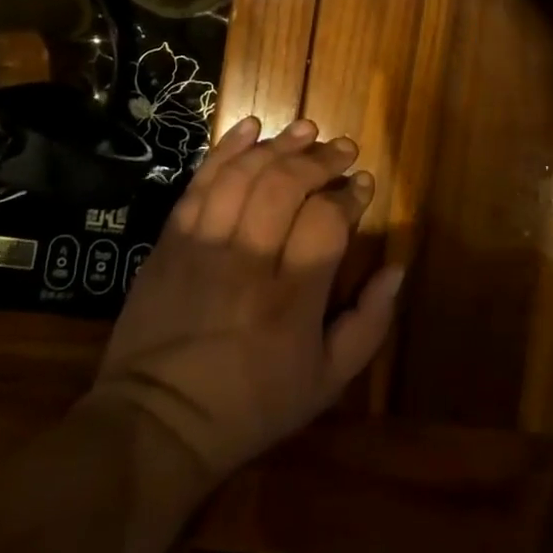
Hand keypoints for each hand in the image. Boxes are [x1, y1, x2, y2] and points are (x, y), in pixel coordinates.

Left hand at [88, 117, 403, 486]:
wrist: (155, 425)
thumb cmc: (250, 406)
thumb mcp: (326, 383)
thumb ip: (369, 324)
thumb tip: (397, 269)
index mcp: (291, 300)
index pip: (326, 221)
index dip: (349, 195)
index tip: (362, 185)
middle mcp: (248, 263)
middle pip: (286, 186)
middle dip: (320, 159)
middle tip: (342, 149)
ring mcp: (203, 248)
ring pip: (244, 176)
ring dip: (279, 145)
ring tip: (306, 131)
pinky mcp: (170, 242)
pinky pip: (199, 184)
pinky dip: (226, 150)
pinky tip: (251, 127)